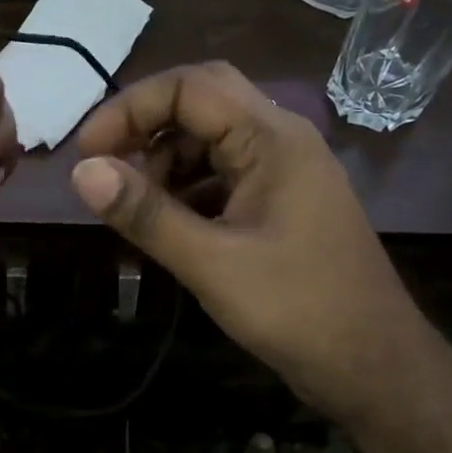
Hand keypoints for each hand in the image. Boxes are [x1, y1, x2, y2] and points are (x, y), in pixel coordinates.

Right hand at [68, 62, 432, 422]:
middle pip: (202, 103)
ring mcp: (284, 173)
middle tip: (104, 166)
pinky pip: (223, 176)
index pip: (190, 87)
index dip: (129, 108)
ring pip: (211, 141)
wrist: (371, 365)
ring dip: (164, 161)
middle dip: (146, 127)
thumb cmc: (296, 309)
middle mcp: (281, 141)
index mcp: (272, 138)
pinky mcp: (280, 205)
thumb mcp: (211, 263)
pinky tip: (166, 225)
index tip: (86, 153)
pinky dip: (186, 190)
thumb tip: (81, 172)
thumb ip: (146, 214)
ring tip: (133, 206)